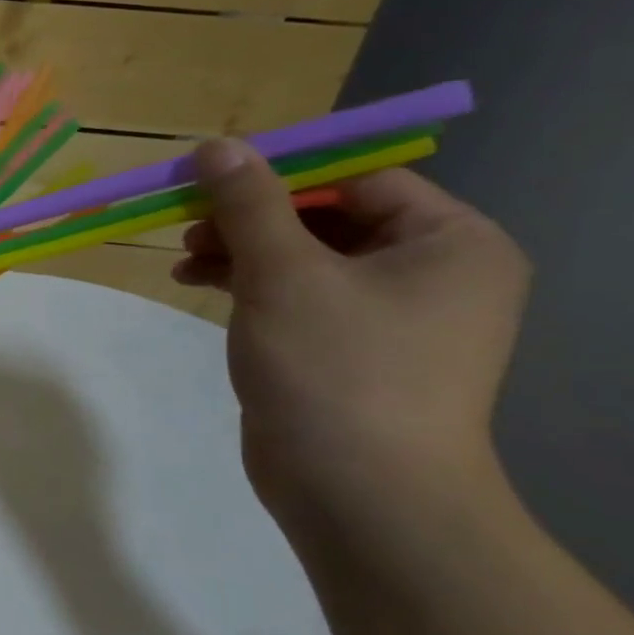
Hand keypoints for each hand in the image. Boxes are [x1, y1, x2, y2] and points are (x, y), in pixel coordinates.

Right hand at [174, 138, 528, 534]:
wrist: (357, 490)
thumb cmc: (335, 367)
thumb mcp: (283, 273)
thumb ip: (248, 203)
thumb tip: (217, 144)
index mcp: (449, 242)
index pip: (357, 179)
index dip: (279, 173)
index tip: (208, 180)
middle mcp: (432, 272)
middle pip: (326, 216)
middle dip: (249, 217)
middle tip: (187, 224)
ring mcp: (391, 315)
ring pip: (303, 256)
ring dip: (240, 250)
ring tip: (184, 259)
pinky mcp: (349, 348)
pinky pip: (297, 294)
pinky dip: (248, 284)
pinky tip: (198, 283)